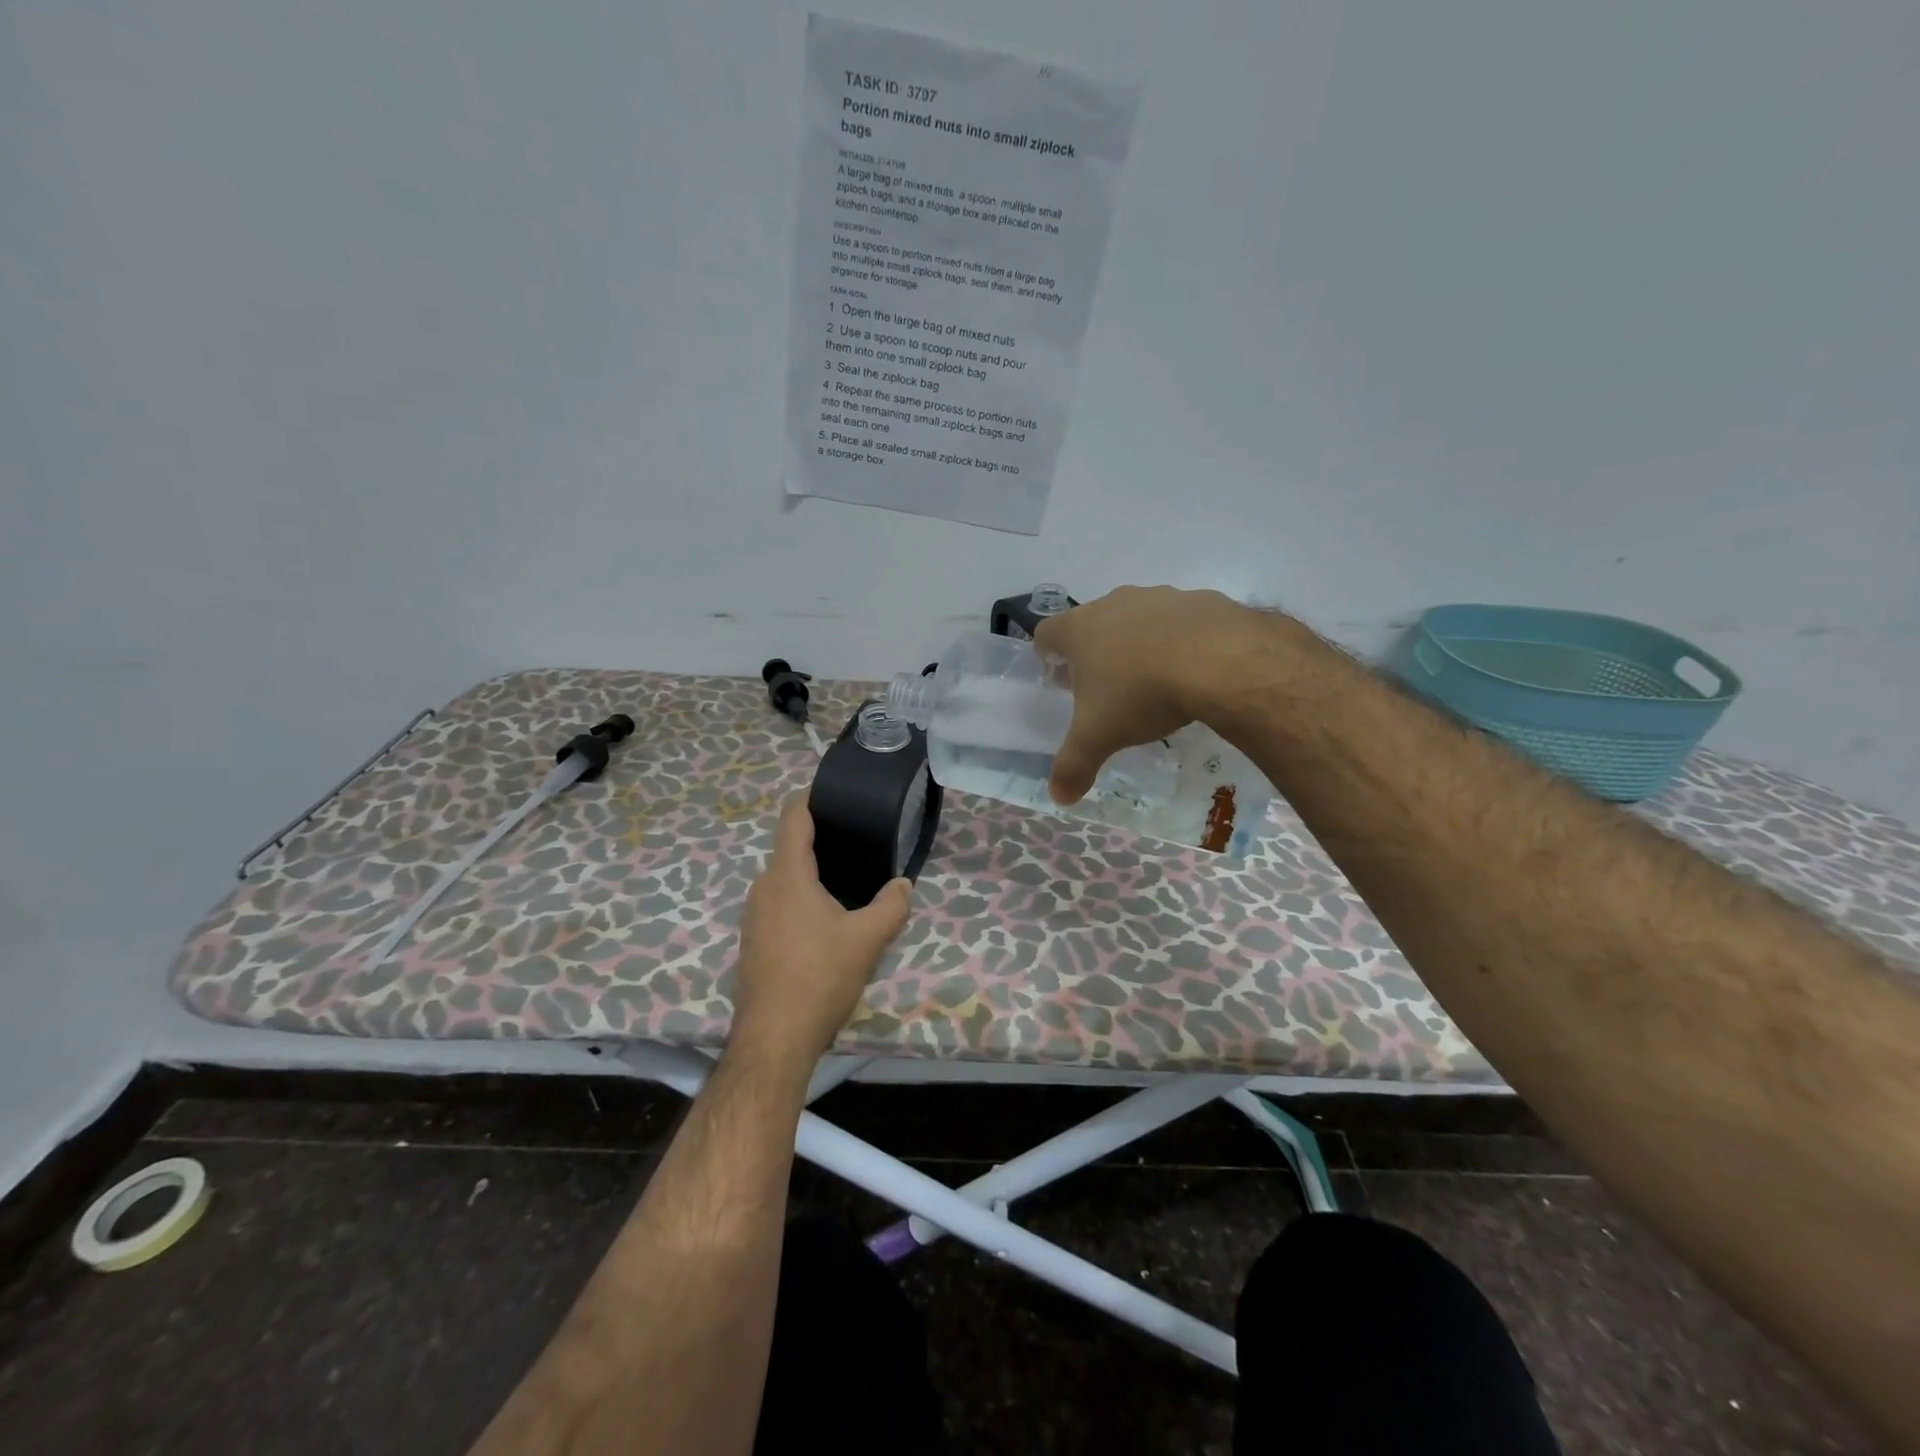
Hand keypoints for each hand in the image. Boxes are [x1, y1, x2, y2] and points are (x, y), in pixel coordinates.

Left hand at [729, 794, 912, 1069]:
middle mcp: (763, 887)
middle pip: (789, 848)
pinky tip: (825, 921)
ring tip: (846, 880)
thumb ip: (891, 906)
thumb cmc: (819, 978)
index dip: (811, 797)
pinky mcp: (752, 942)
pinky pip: (778, 904)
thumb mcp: (868, 940)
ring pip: (783, 879)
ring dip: (810, 874)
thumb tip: (903, 885)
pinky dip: (800, 899)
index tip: (834, 792)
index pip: (793, 818)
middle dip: (820, 840)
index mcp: (787, 875)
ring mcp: (753, 916)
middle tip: (857, 841)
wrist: (774, 1039)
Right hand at [1033, 586, 1263, 803]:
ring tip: (1151, 680)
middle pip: (1092, 624)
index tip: (1059, 680)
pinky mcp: (1200, 599)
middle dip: (1094, 653)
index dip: (1047, 656)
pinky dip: (1180, 641)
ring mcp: (1159, 597)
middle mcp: (1114, 603)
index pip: (1046, 633)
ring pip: (1136, 619)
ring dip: (1137, 644)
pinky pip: (1180, 621)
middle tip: (1105, 688)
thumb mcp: (1099, 738)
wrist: (1219, 660)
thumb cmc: (1141, 693)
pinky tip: (1192, 670)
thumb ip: (1074, 766)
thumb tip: (1059, 798)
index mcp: (1080, 629)